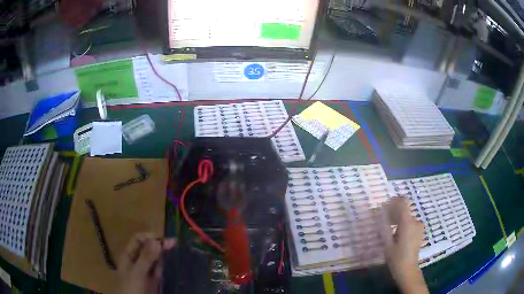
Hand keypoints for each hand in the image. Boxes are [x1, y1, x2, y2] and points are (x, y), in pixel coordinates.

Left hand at [118, 233, 175, 293]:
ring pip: (154, 259)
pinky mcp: (152, 281)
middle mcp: (136, 261)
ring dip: (162, 254)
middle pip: (147, 249)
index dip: (149, 238)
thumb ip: (146, 258)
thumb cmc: (131, 288)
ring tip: (175, 249)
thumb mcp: (137, 273)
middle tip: (174, 243)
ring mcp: (145, 272)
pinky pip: (158, 270)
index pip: (138, 240)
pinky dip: (164, 266)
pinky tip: (171, 262)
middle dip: (158, 245)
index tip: (163, 240)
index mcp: (128, 256)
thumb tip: (157, 241)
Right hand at [380, 198, 428, 293]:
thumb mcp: (387, 244)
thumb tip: (381, 213)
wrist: (408, 270)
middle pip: (404, 210)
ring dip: (397, 219)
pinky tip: (395, 234)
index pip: (403, 203)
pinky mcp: (419, 231)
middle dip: (393, 212)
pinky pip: (410, 222)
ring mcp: (419, 226)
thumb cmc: (396, 259)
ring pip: (406, 217)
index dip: (394, 201)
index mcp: (408, 223)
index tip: (385, 207)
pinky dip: (402, 224)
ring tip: (388, 228)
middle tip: (382, 220)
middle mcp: (415, 222)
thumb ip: (384, 227)